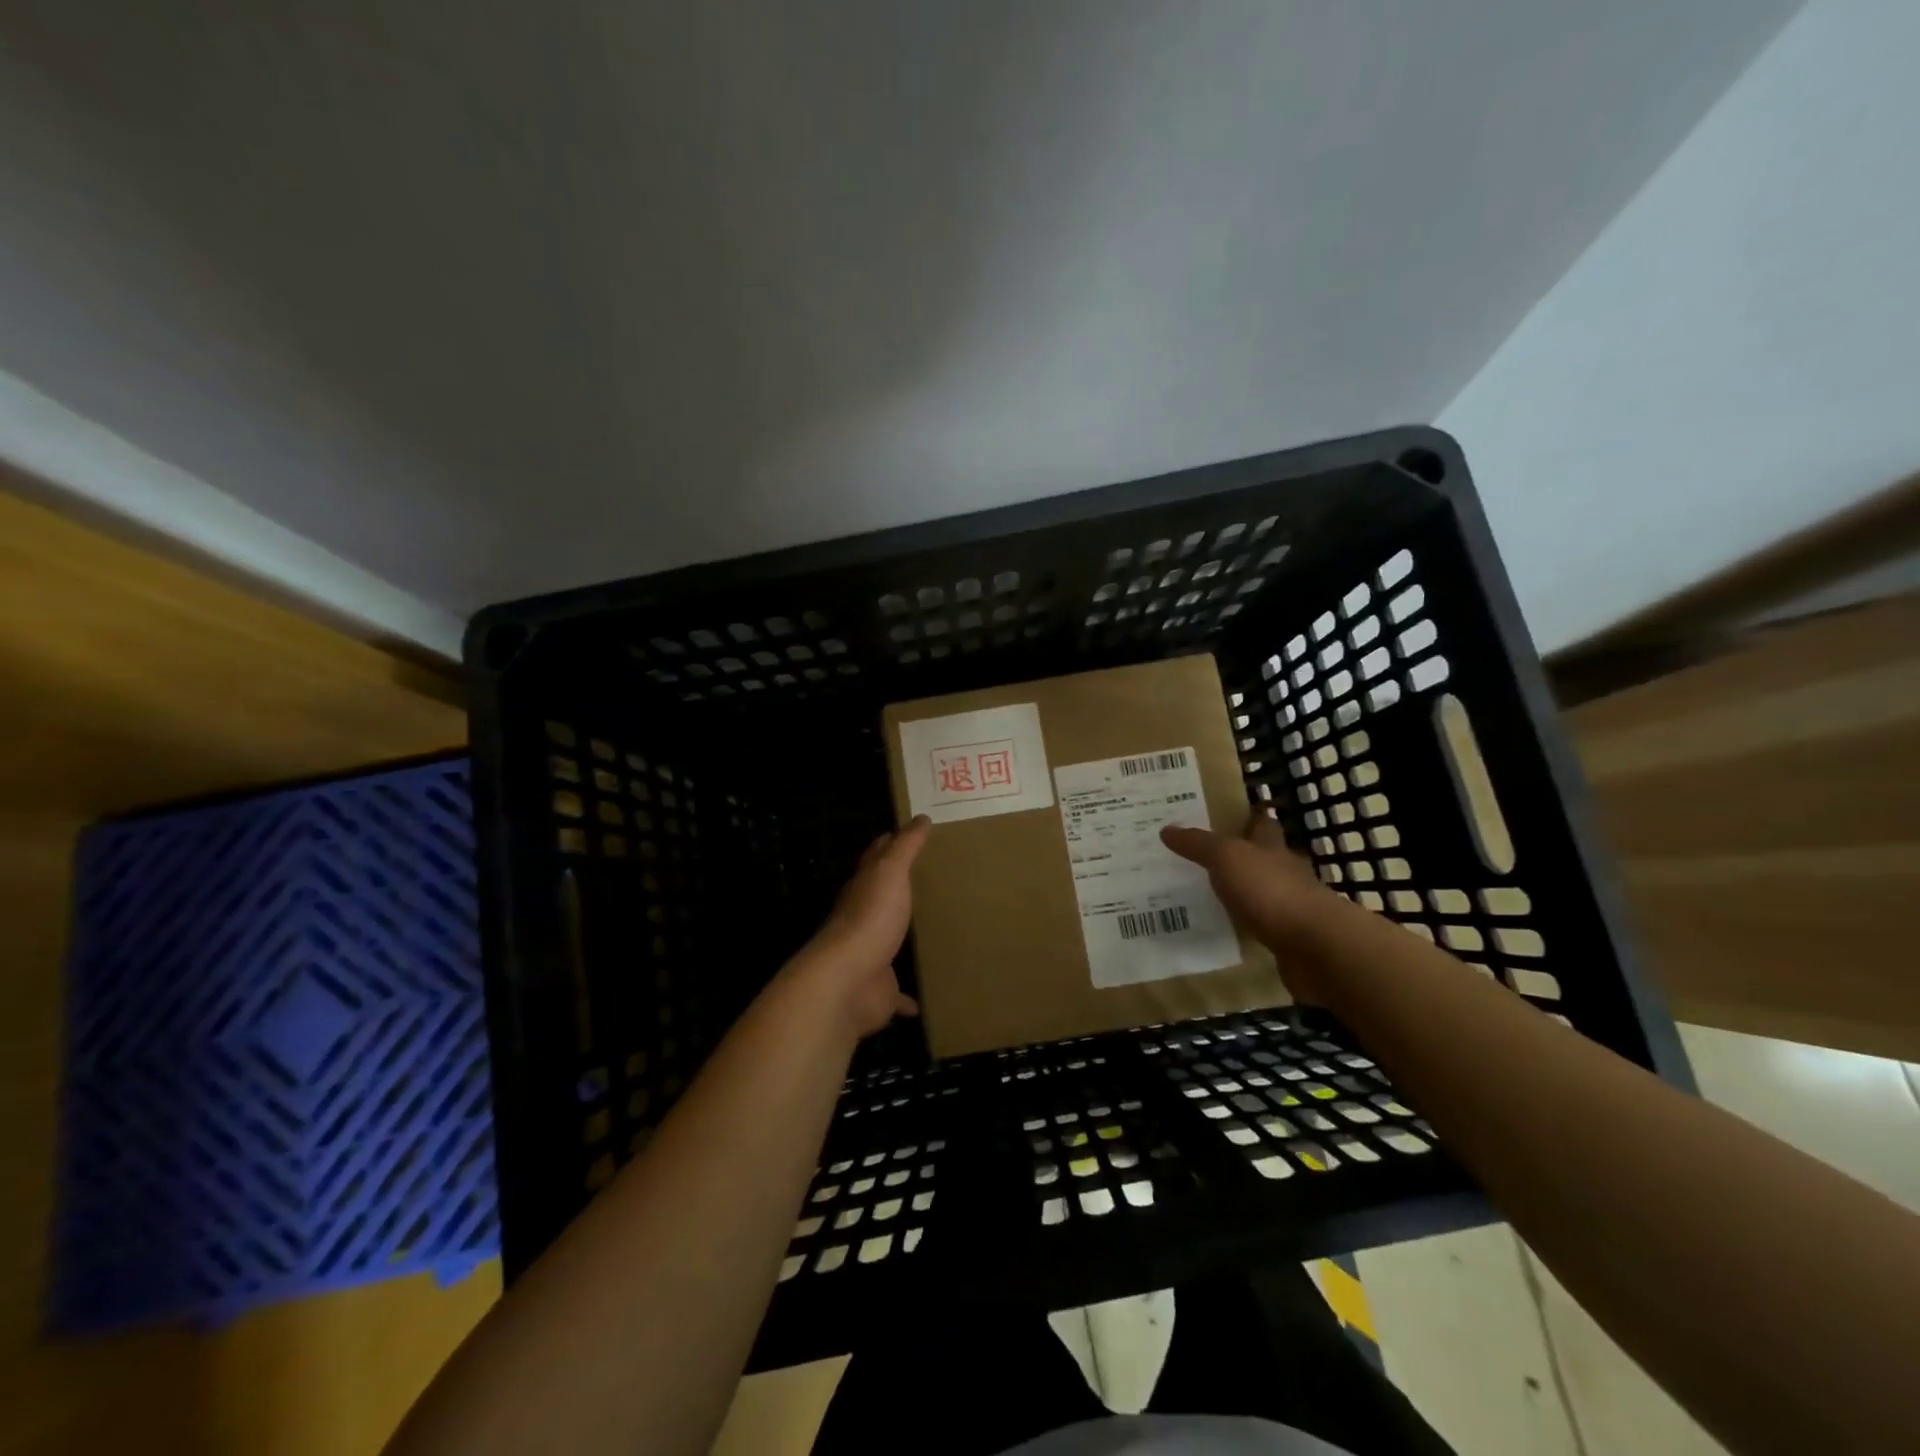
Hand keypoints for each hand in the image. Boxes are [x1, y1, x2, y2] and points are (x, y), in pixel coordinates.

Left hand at [791, 816, 932, 1037]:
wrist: (847, 981)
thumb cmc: (870, 918)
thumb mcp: (890, 873)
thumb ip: (905, 847)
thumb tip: (920, 818)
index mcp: (863, 889)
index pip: (875, 860)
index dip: (888, 845)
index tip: (907, 834)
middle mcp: (862, 920)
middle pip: (879, 900)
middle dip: (896, 891)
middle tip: (926, 882)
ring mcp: (869, 956)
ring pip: (886, 944)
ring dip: (900, 941)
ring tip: (928, 936)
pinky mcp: (878, 991)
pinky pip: (895, 994)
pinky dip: (905, 999)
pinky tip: (919, 1004)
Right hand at [1161, 815, 1341, 1002]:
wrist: (1315, 945)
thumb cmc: (1270, 890)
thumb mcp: (1227, 858)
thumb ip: (1198, 844)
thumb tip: (1167, 829)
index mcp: (1271, 847)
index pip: (1262, 824)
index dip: (1250, 816)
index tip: (1231, 813)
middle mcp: (1285, 871)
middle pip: (1265, 857)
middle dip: (1244, 854)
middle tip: (1208, 855)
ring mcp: (1291, 906)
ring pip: (1264, 891)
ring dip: (1244, 891)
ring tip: (1210, 893)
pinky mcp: (1291, 938)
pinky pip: (1264, 925)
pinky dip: (1248, 924)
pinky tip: (1228, 928)